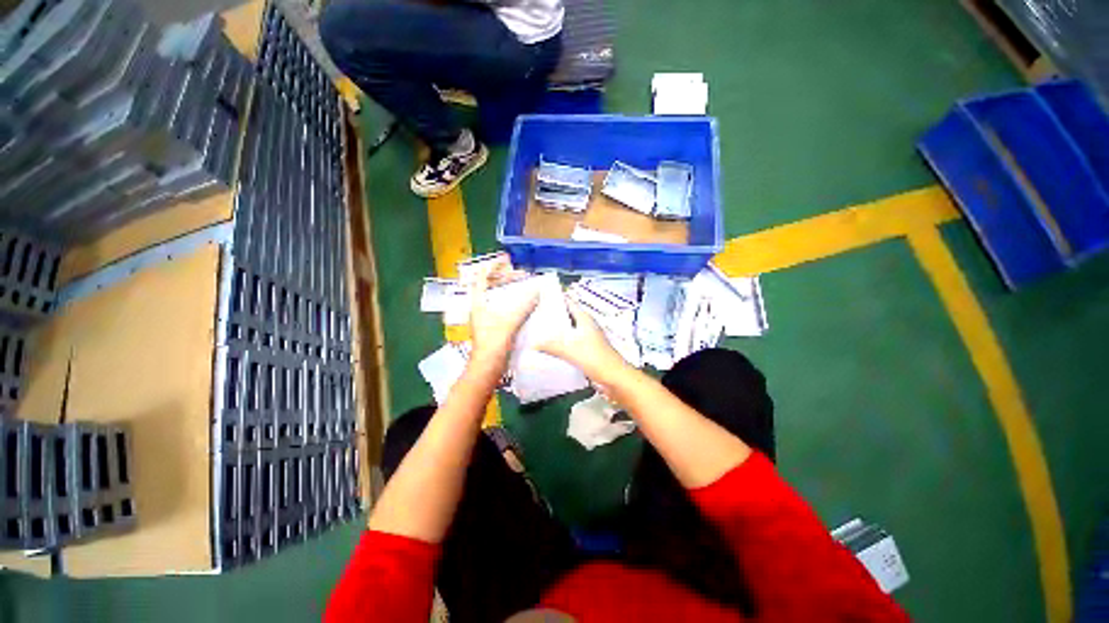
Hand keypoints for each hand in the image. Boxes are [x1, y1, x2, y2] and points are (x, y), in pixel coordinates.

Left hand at [464, 258, 536, 374]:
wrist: (487, 369)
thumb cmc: (493, 345)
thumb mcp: (509, 323)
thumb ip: (523, 306)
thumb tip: (537, 291)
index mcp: (478, 304)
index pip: (481, 279)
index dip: (491, 267)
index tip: (504, 260)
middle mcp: (481, 309)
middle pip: (490, 287)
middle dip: (504, 279)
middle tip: (521, 275)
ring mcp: (487, 319)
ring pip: (498, 299)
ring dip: (510, 292)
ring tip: (524, 287)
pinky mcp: (495, 328)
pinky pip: (505, 310)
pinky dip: (514, 304)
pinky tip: (526, 306)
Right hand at [539, 299, 627, 381]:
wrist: (613, 378)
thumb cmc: (595, 358)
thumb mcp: (569, 349)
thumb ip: (550, 345)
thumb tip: (533, 344)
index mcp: (584, 319)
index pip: (568, 302)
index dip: (555, 298)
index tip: (539, 297)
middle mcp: (586, 326)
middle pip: (566, 316)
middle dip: (551, 316)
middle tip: (533, 316)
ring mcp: (587, 338)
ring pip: (568, 331)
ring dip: (555, 332)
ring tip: (537, 332)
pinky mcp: (586, 351)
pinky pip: (570, 344)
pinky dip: (560, 344)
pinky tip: (549, 349)